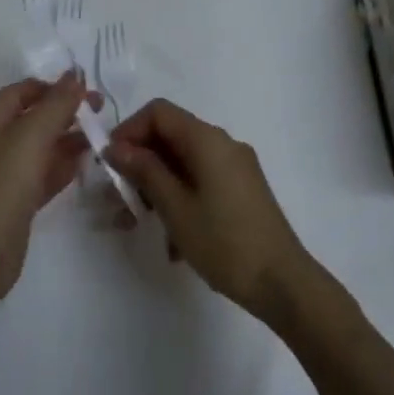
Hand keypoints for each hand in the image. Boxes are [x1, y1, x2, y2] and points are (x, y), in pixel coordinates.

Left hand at [0, 71, 96, 309]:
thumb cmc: (0, 186)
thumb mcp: (30, 136)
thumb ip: (56, 105)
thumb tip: (76, 74)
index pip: (22, 91)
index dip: (51, 86)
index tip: (84, 88)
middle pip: (35, 118)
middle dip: (66, 111)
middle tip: (102, 111)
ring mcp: (9, 176)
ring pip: (43, 148)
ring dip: (70, 139)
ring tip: (103, 136)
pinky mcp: (19, 204)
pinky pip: (46, 176)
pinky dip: (66, 167)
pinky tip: (88, 164)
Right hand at [105, 99, 316, 325]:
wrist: (283, 283)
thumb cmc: (224, 241)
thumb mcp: (175, 207)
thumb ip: (144, 171)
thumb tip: (116, 146)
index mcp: (207, 139)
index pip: (158, 112)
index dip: (129, 131)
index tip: (110, 163)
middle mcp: (222, 144)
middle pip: (170, 137)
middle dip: (139, 164)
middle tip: (117, 199)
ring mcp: (234, 167)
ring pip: (183, 163)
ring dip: (156, 187)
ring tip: (137, 224)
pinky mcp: (241, 190)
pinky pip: (200, 182)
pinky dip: (179, 200)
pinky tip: (172, 243)